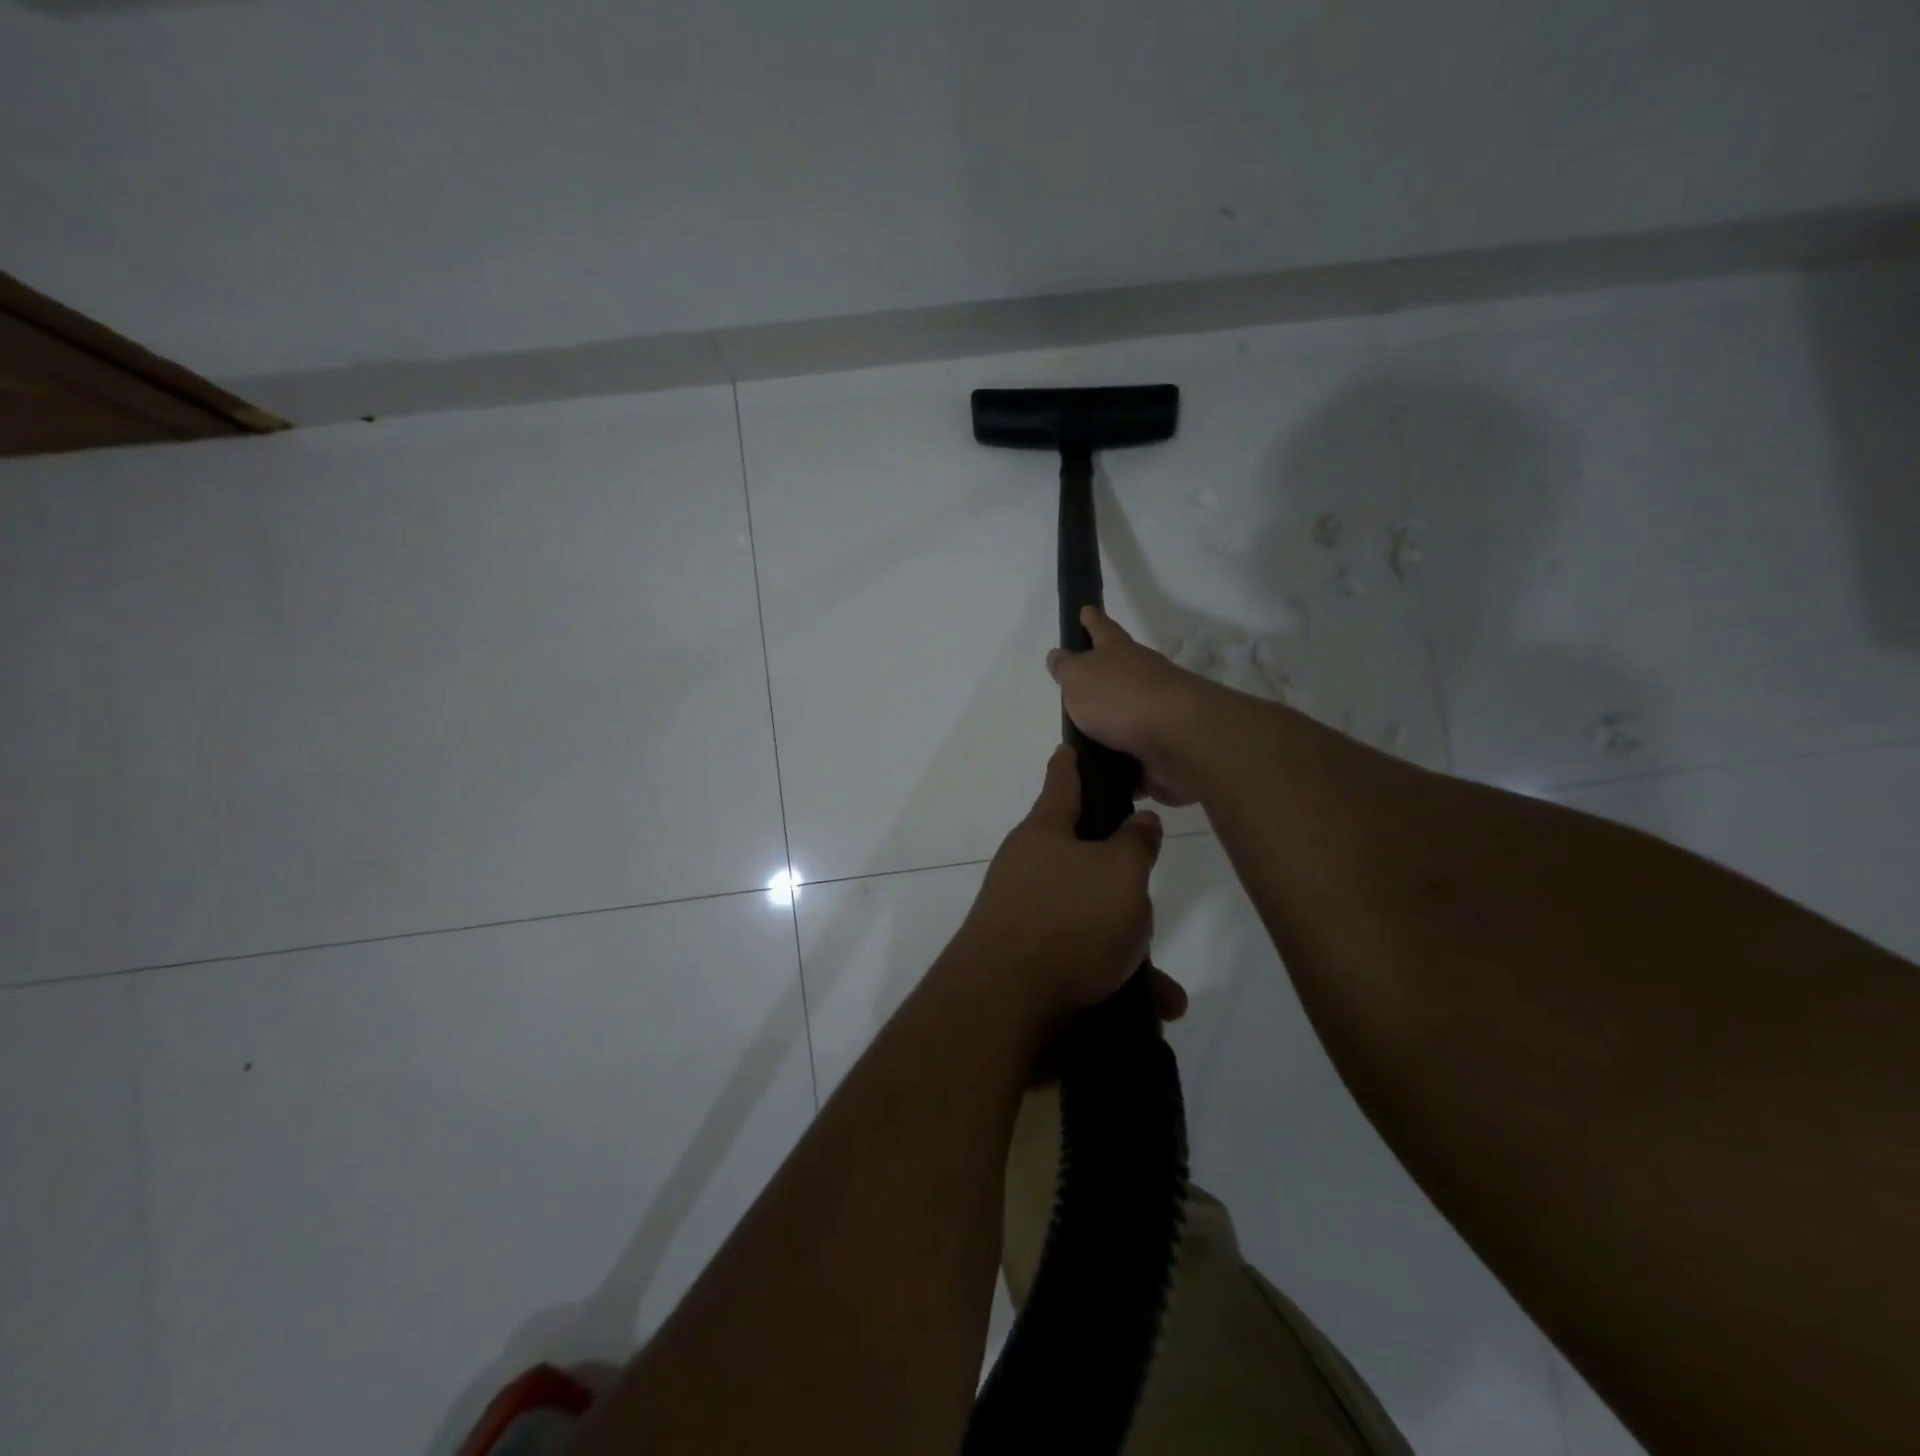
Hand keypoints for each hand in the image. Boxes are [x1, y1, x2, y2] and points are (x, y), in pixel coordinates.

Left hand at [954, 745, 1186, 1031]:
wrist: (1004, 1009)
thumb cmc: (1069, 921)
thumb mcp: (1121, 873)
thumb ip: (1136, 843)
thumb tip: (1139, 822)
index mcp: (1044, 833)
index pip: (1062, 781)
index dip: (1073, 761)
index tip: (1073, 745)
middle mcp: (1028, 870)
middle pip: (1082, 857)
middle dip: (1121, 878)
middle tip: (1146, 890)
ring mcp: (1025, 918)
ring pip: (1091, 920)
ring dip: (1130, 948)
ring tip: (1163, 984)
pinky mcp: (1029, 965)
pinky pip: (1083, 963)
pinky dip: (1116, 982)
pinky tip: (1153, 1009)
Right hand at [1047, 607, 1217, 806]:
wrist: (1179, 739)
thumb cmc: (1121, 698)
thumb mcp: (1079, 677)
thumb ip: (1066, 668)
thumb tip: (1059, 656)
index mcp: (1119, 654)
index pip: (1101, 629)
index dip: (1091, 621)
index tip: (1085, 610)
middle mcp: (1142, 679)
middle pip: (1117, 676)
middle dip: (1100, 683)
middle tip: (1075, 694)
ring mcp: (1156, 716)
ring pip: (1125, 722)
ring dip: (1108, 734)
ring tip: (1079, 751)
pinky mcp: (1163, 752)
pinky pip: (1134, 762)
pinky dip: (1121, 771)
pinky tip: (1101, 781)